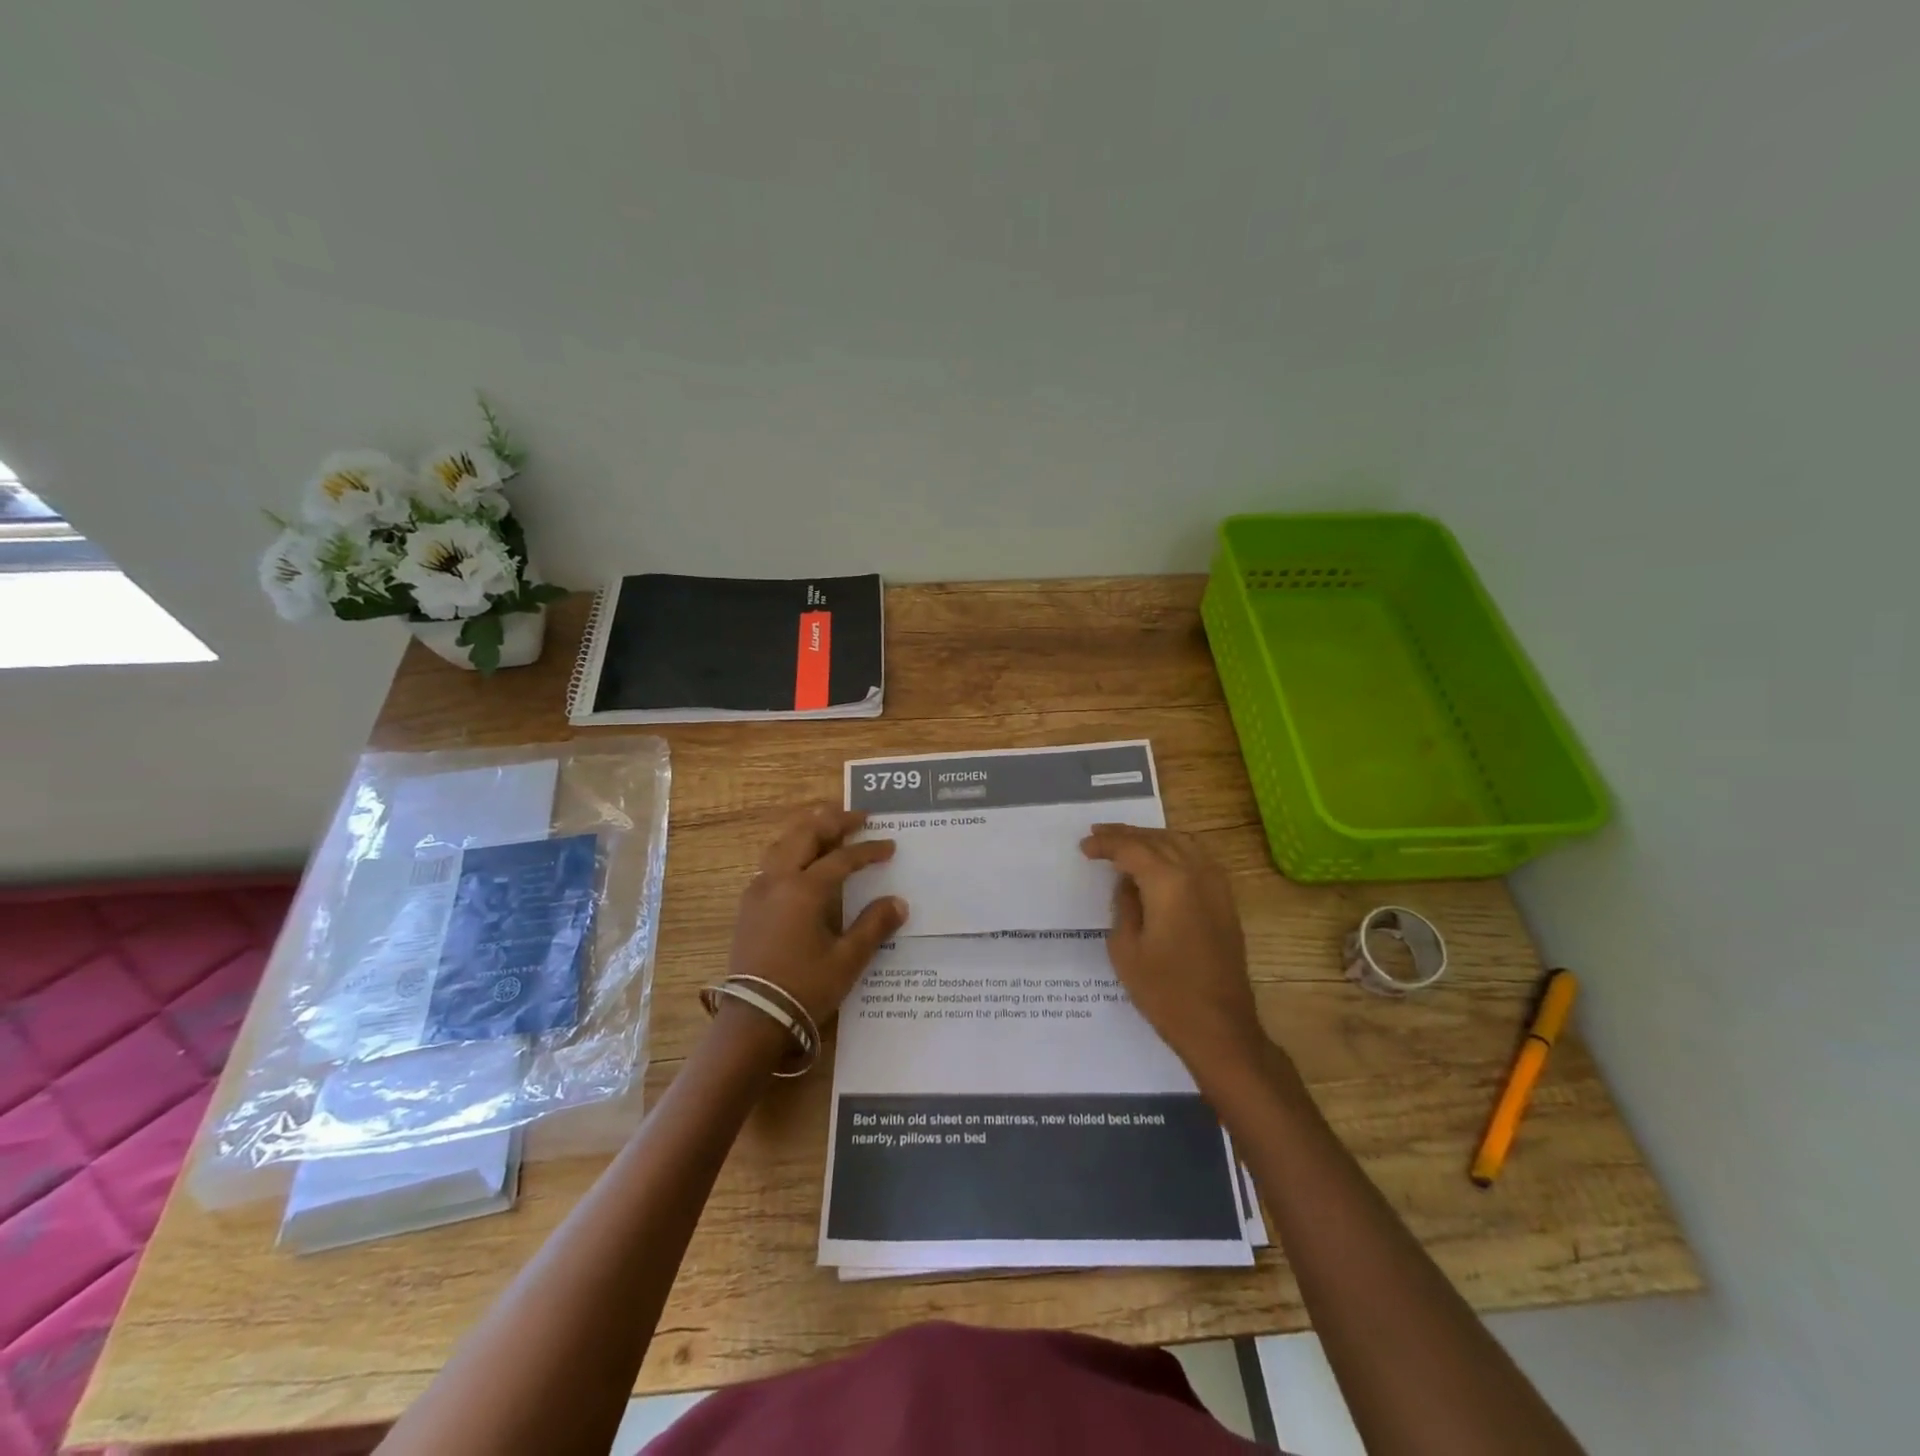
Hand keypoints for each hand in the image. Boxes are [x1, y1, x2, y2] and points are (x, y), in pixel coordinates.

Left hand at [728, 806, 908, 1024]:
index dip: (868, 850)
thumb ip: (874, 926)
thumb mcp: (847, 959)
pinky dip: (790, 849)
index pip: (842, 858)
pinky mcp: (748, 906)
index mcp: (804, 889)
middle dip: (833, 821)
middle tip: (859, 816)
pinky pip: (770, 862)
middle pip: (806, 835)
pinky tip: (800, 860)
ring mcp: (758, 891)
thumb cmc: (805, 988)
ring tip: (827, 825)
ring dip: (807, 829)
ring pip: (782, 843)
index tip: (890, 846)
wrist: (754, 1019)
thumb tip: (898, 902)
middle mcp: (778, 880)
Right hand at [1081, 824, 1264, 1074]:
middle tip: (1099, 834)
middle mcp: (1196, 873)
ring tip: (1127, 841)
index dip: (1106, 844)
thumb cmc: (1165, 991)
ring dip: (1153, 837)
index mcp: (1169, 882)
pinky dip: (1176, 849)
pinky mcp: (1226, 902)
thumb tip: (1128, 884)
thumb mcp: (1126, 949)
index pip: (1132, 848)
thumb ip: (1124, 906)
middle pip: (1158, 839)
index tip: (1084, 847)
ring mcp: (1216, 886)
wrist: (1219, 1027)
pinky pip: (1199, 858)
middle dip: (1127, 834)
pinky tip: (1162, 860)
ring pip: (1182, 842)